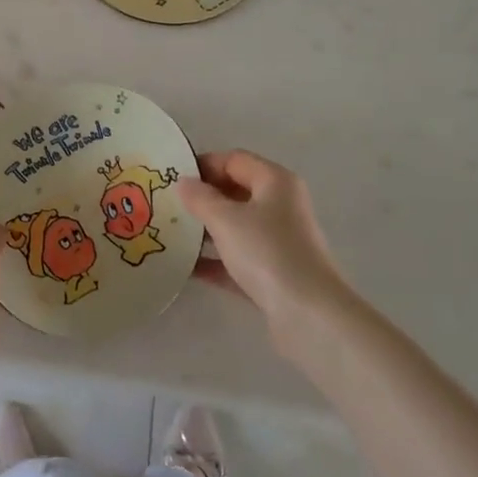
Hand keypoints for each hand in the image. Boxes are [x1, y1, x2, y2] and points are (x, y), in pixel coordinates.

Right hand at [177, 151, 356, 357]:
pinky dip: (216, 261)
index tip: (172, 177)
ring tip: (172, 234)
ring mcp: (280, 242)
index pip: (234, 160)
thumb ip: (200, 198)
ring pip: (237, 227)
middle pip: (236, 192)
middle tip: (168, 205)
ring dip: (207, 230)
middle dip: (203, 198)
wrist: (309, 316)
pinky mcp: (275, 275)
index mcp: (275, 182)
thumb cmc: (267, 253)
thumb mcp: (225, 219)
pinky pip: (239, 259)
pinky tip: (186, 268)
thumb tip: (183, 183)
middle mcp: (281, 206)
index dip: (203, 165)